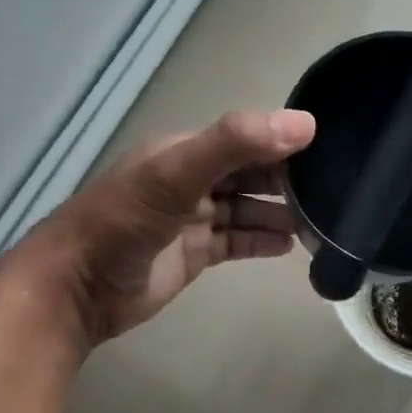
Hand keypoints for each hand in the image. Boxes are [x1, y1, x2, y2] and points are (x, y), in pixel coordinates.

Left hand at [10, 108, 315, 352]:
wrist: (76, 288)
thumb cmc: (123, 222)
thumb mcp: (177, 173)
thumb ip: (236, 143)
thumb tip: (304, 124)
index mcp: (185, 150)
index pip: (246, 138)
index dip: (283, 143)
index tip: (329, 153)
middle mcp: (191, 179)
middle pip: (249, 173)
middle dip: (287, 180)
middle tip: (334, 192)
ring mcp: (191, 218)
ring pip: (246, 209)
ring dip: (279, 213)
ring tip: (320, 223)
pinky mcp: (193, 254)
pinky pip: (236, 240)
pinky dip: (261, 240)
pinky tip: (290, 247)